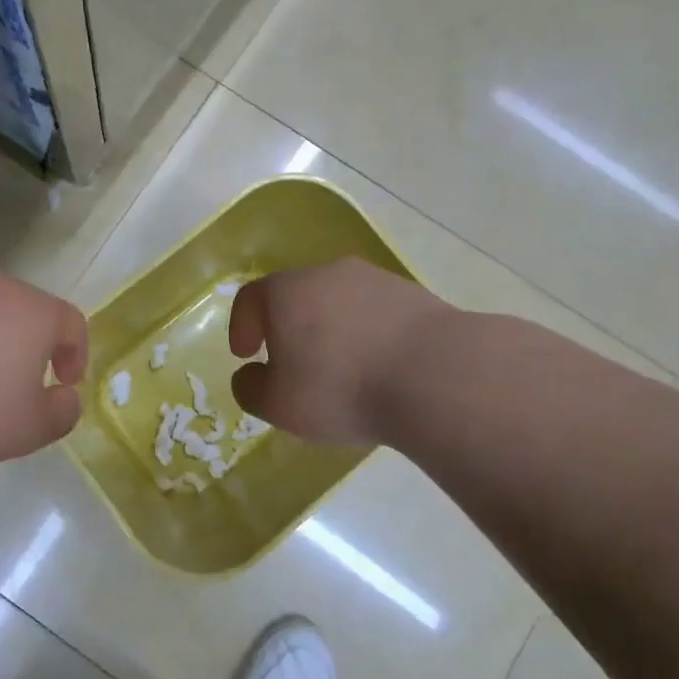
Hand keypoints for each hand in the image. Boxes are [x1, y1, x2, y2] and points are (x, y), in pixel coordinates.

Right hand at [228, 257, 444, 445]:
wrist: (436, 374)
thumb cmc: (340, 387)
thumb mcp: (279, 404)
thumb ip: (252, 389)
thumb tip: (249, 376)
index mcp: (286, 292)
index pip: (251, 298)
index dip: (241, 325)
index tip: (245, 355)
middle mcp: (327, 274)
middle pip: (296, 295)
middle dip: (288, 327)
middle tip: (292, 363)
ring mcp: (375, 279)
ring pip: (340, 302)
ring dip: (332, 330)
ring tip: (341, 369)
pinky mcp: (415, 295)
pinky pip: (376, 313)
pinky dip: (368, 334)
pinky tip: (379, 367)